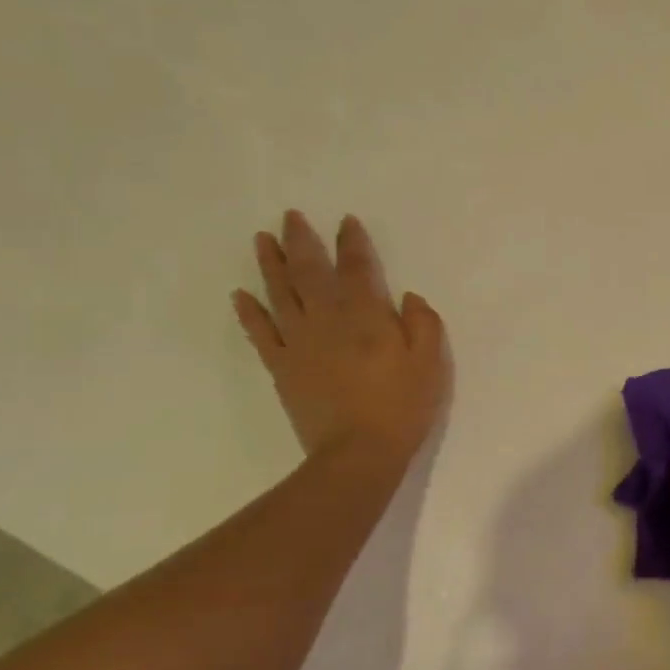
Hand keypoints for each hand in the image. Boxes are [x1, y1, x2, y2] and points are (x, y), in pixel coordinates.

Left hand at [232, 210, 448, 467]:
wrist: (357, 453)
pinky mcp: (282, 367)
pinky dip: (249, 312)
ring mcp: (299, 342)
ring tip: (262, 239)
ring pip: (280, 294)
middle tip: (291, 216)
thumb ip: (423, 324)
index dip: (352, 242)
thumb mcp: (430, 363)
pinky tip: (240, 295)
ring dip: (270, 264)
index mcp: (367, 316)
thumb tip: (408, 298)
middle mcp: (328, 320)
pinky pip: (260, 333)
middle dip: (302, 241)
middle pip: (310, 272)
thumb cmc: (401, 407)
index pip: (357, 268)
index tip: (345, 221)